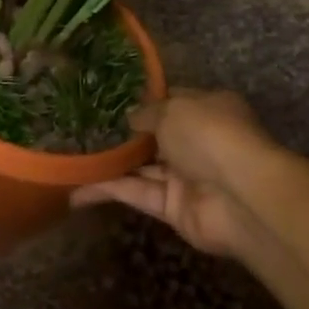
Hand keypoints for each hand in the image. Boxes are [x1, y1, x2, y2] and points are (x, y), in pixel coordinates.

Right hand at [71, 89, 278, 258]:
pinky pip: (135, 193)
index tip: (106, 100)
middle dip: (120, 135)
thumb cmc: (210, 136)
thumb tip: (129, 118)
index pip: (170, 101)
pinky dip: (107, 190)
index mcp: (206, 109)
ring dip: (107, 164)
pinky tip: (74, 189)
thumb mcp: (174, 109)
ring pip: (139, 167)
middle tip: (78, 129)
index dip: (141, 101)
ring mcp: (184, 176)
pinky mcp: (171, 207)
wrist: (240, 196)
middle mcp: (196, 141)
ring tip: (68, 157)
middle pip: (152, 137)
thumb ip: (147, 113)